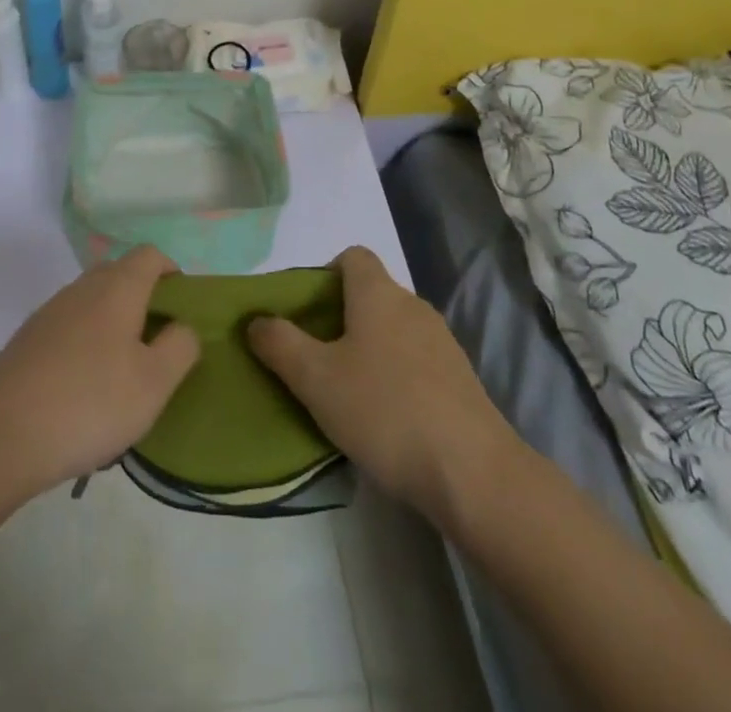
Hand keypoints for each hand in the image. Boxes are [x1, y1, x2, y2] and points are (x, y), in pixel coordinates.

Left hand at [0, 247, 200, 492]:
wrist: (1, 434)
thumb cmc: (90, 402)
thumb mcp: (155, 383)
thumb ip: (180, 346)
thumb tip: (182, 325)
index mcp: (117, 288)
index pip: (150, 255)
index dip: (171, 270)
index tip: (182, 305)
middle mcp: (82, 288)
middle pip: (119, 273)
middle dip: (143, 296)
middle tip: (158, 340)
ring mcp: (50, 311)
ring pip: (91, 300)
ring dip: (113, 320)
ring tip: (124, 368)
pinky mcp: (28, 339)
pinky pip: (69, 325)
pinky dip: (86, 340)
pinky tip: (86, 384)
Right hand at [248, 246, 522, 530]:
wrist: (473, 473)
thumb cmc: (385, 411)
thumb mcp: (316, 379)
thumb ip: (280, 344)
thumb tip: (256, 321)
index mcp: (378, 294)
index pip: (352, 256)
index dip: (325, 274)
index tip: (306, 312)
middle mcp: (412, 306)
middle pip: (371, 294)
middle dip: (341, 317)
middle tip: (316, 357)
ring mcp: (442, 342)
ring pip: (394, 329)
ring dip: (369, 348)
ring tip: (348, 391)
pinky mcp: (460, 379)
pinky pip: (416, 360)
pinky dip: (396, 374)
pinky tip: (386, 417)